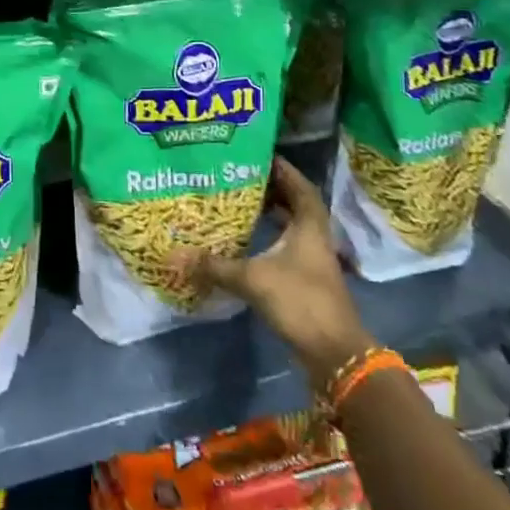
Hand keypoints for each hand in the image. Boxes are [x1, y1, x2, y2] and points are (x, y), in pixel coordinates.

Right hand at [174, 155, 375, 382]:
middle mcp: (314, 239)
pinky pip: (288, 248)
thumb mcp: (252, 279)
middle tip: (243, 177)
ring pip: (293, 227)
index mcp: (309, 227)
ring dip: (273, 214)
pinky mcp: (307, 282)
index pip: (300, 187)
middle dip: (273, 190)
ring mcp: (313, 262)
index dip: (283, 170)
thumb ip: (215, 266)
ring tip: (242, 203)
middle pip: (296, 205)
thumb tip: (174, 256)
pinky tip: (248, 241)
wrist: (334, 353)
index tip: (261, 155)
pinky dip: (270, 238)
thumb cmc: (299, 301)